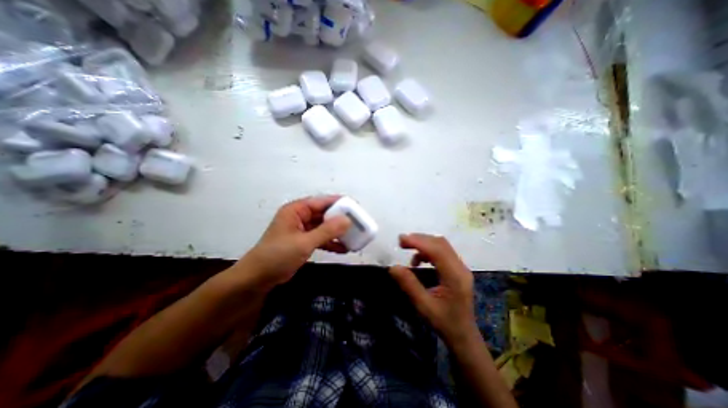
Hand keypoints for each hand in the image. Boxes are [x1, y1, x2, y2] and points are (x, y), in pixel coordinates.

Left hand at [237, 197, 350, 288]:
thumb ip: (327, 231)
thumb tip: (348, 220)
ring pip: (324, 226)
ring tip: (354, 236)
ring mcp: (302, 229)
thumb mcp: (304, 242)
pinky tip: (344, 249)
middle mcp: (300, 216)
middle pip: (325, 213)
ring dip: (337, 232)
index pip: (322, 201)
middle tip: (358, 224)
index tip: (356, 208)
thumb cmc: (278, 256)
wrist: (257, 279)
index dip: (340, 204)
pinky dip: (331, 243)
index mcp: (297, 210)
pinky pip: (321, 238)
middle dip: (341, 219)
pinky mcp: (303, 242)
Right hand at [387, 234, 477, 345]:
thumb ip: (409, 284)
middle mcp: (460, 268)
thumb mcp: (423, 306)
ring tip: (408, 248)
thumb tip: (393, 267)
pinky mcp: (458, 269)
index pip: (437, 250)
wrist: (464, 335)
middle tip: (401, 242)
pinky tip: (419, 260)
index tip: (401, 240)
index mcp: (455, 277)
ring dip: (424, 243)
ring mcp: (461, 267)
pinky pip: (443, 252)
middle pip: (440, 243)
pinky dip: (429, 250)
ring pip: (442, 245)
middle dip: (420, 239)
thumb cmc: (444, 322)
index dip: (419, 242)